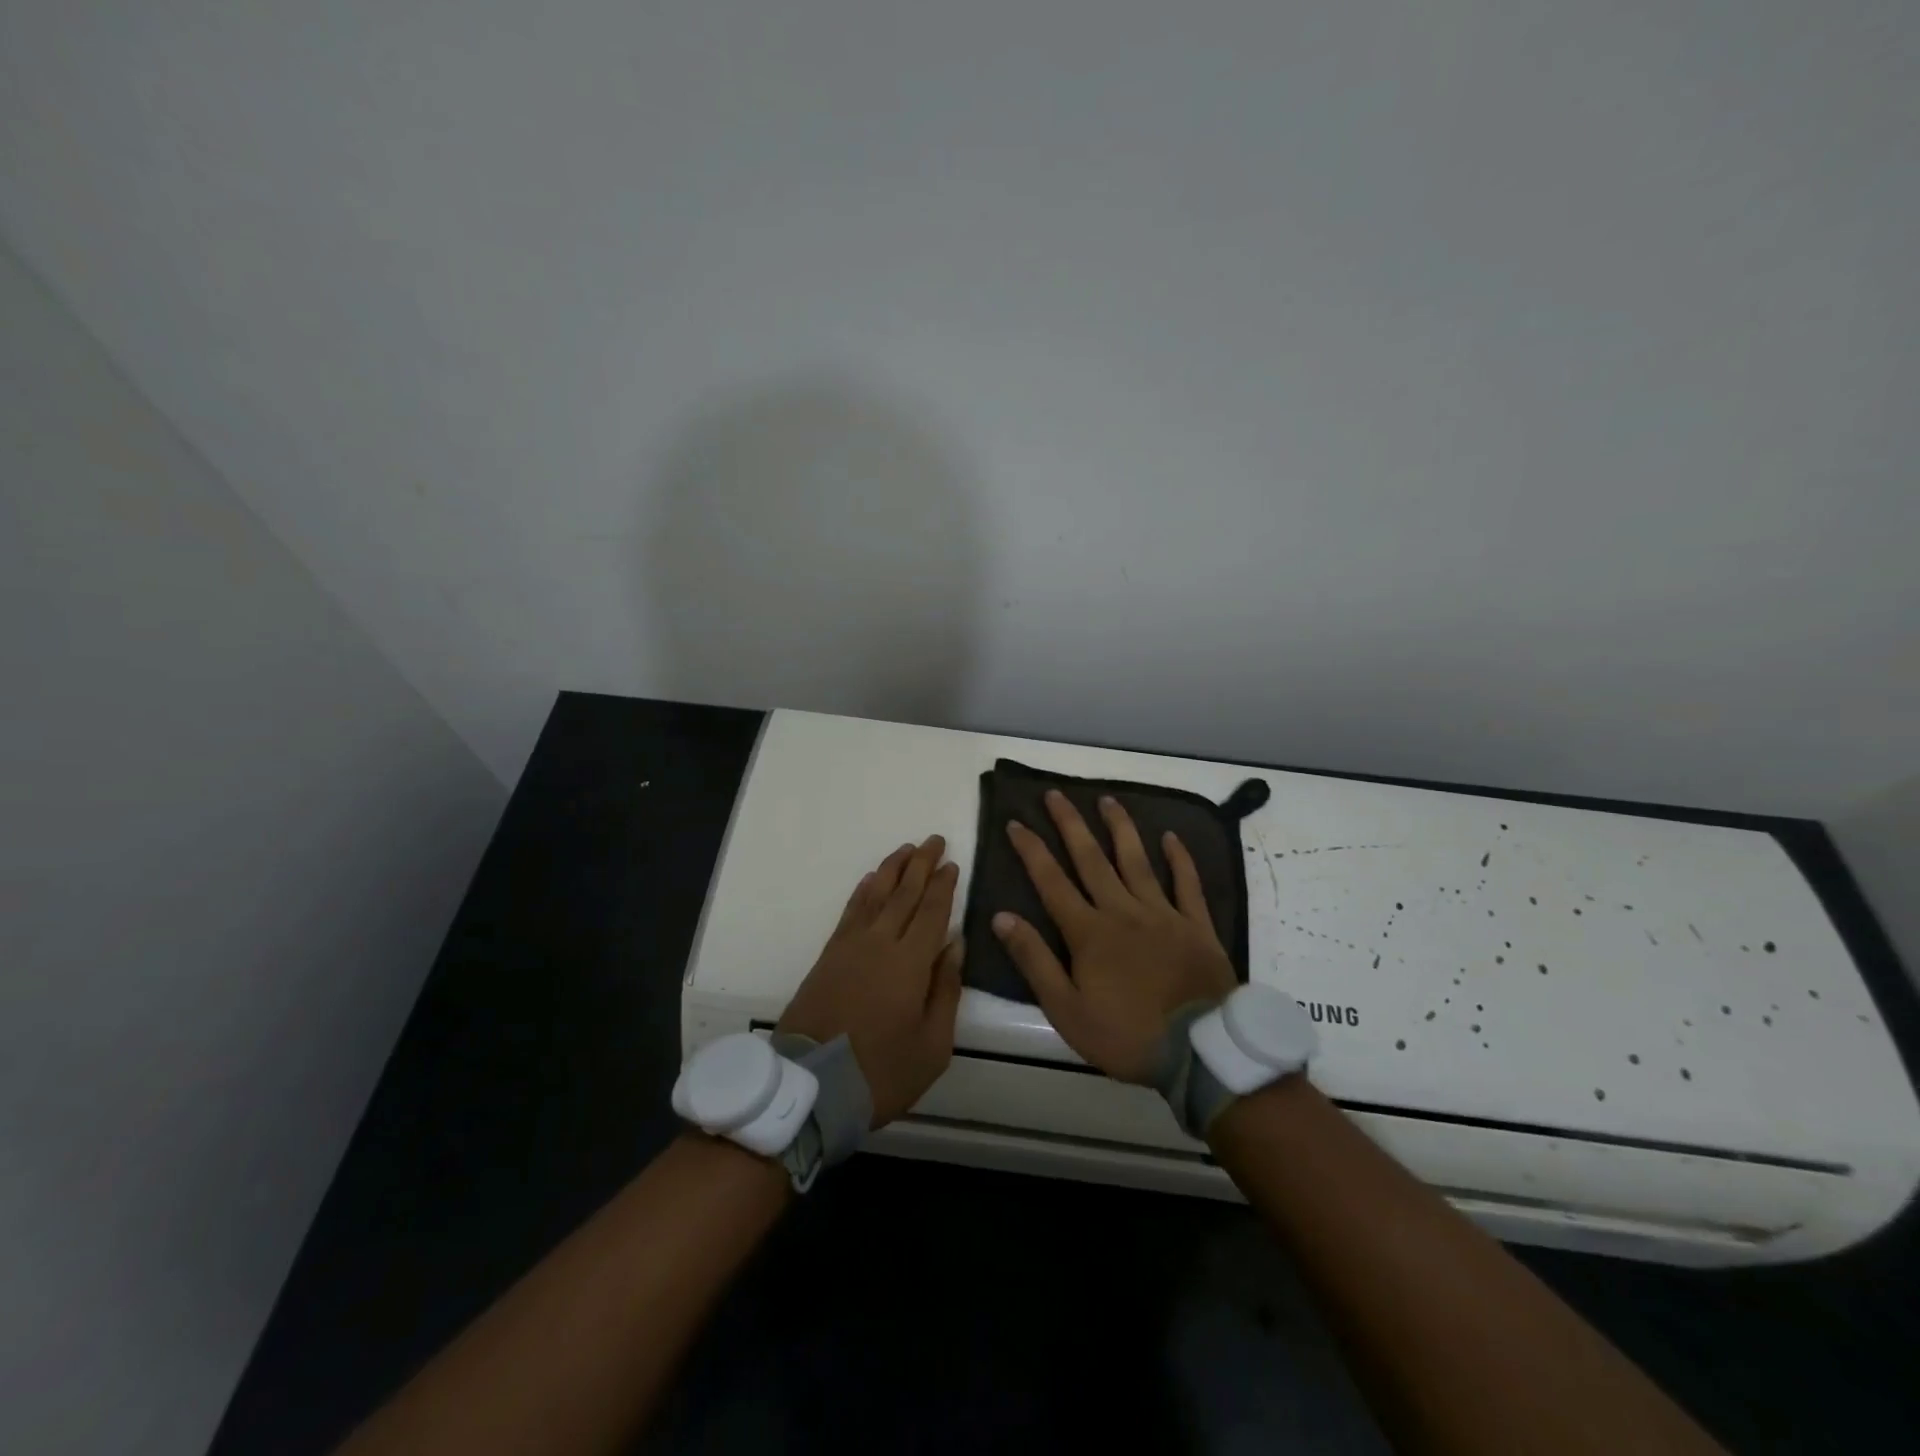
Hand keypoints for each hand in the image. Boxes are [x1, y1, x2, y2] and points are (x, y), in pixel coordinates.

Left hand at [777, 836, 963, 1126]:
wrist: (811, 1087)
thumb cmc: (881, 1072)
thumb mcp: (933, 1045)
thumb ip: (946, 989)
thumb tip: (955, 943)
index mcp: (910, 963)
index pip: (932, 911)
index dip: (944, 885)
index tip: (953, 862)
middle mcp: (880, 943)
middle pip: (904, 893)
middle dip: (921, 864)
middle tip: (934, 840)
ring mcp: (850, 946)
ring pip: (875, 895)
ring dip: (893, 869)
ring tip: (906, 849)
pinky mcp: (828, 955)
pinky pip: (850, 911)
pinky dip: (863, 891)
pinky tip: (871, 880)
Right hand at [992, 791, 1235, 1083]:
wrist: (1200, 1051)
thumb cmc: (1127, 1035)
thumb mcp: (1067, 1010)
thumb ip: (1034, 961)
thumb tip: (1002, 917)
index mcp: (1089, 932)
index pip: (1051, 882)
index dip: (1031, 850)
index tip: (1016, 822)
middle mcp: (1122, 911)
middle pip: (1091, 859)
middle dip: (1070, 824)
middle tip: (1056, 794)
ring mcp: (1163, 914)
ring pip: (1136, 861)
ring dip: (1120, 828)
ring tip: (1107, 799)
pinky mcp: (1196, 925)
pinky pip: (1187, 884)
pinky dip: (1180, 859)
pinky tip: (1171, 837)